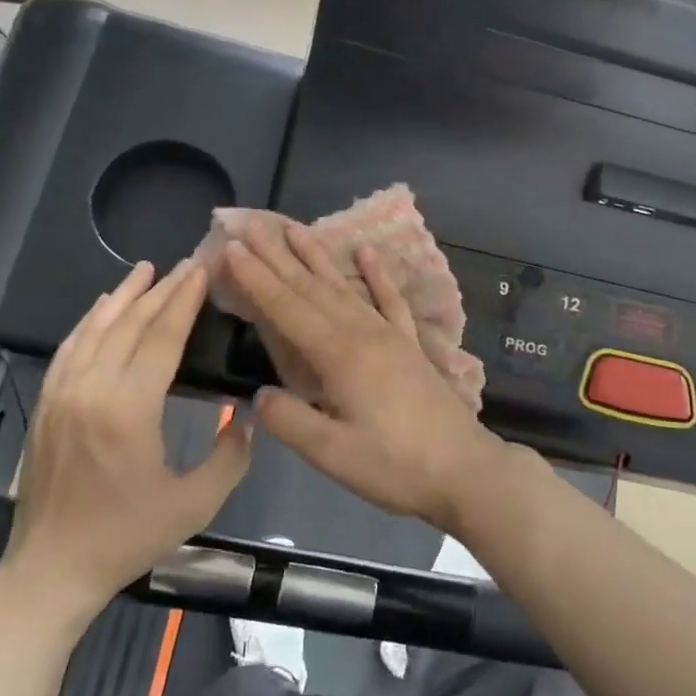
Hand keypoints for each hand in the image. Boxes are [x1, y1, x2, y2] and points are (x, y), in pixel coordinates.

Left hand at [0, 259, 251, 620]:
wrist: (51, 568)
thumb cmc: (127, 536)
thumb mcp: (195, 504)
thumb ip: (230, 456)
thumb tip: (246, 416)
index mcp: (128, 410)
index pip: (160, 338)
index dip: (184, 301)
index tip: (202, 271)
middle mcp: (90, 390)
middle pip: (129, 325)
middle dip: (161, 291)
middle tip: (187, 263)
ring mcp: (61, 395)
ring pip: (95, 329)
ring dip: (122, 296)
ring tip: (146, 270)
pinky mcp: (46, 405)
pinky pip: (69, 349)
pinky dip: (90, 321)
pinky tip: (103, 307)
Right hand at [225, 220, 516, 532]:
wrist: (463, 469)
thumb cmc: (395, 466)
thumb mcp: (332, 454)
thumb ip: (290, 420)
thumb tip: (259, 395)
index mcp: (340, 356)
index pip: (288, 309)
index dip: (258, 279)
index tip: (232, 248)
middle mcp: (363, 333)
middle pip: (312, 288)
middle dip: (278, 257)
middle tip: (251, 225)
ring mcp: (391, 335)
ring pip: (346, 287)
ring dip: (317, 257)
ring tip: (294, 228)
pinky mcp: (410, 345)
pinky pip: (391, 300)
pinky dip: (377, 275)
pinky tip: (367, 252)